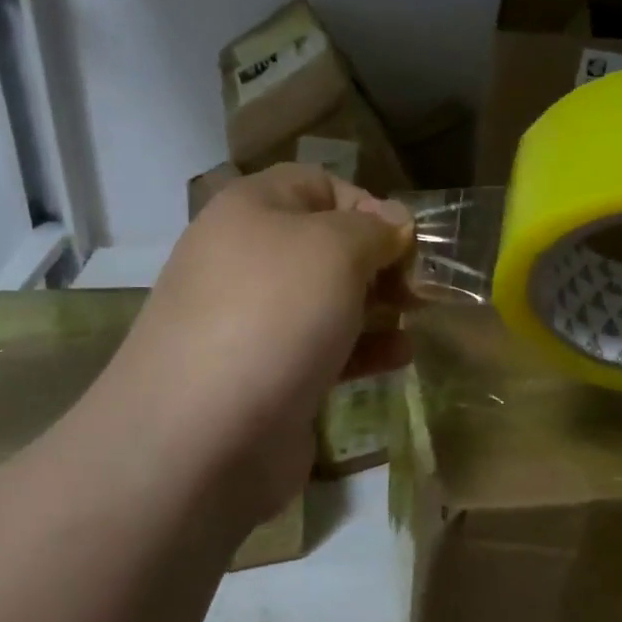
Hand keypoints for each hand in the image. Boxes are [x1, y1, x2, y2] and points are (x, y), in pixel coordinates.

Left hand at [101, 165, 413, 526]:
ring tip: (416, 318)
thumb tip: (393, 225)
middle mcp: (245, 259)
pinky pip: (322, 348)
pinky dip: (362, 347)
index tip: (407, 241)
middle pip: (326, 245)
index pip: (318, 185)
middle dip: (380, 260)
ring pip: (327, 299)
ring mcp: (252, 322)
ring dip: (377, 305)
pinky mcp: (266, 375)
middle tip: (419, 286)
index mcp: (250, 211)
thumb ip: (374, 229)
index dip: (368, 204)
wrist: (202, 436)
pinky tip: (399, 356)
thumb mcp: (336, 249)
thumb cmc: (275, 316)